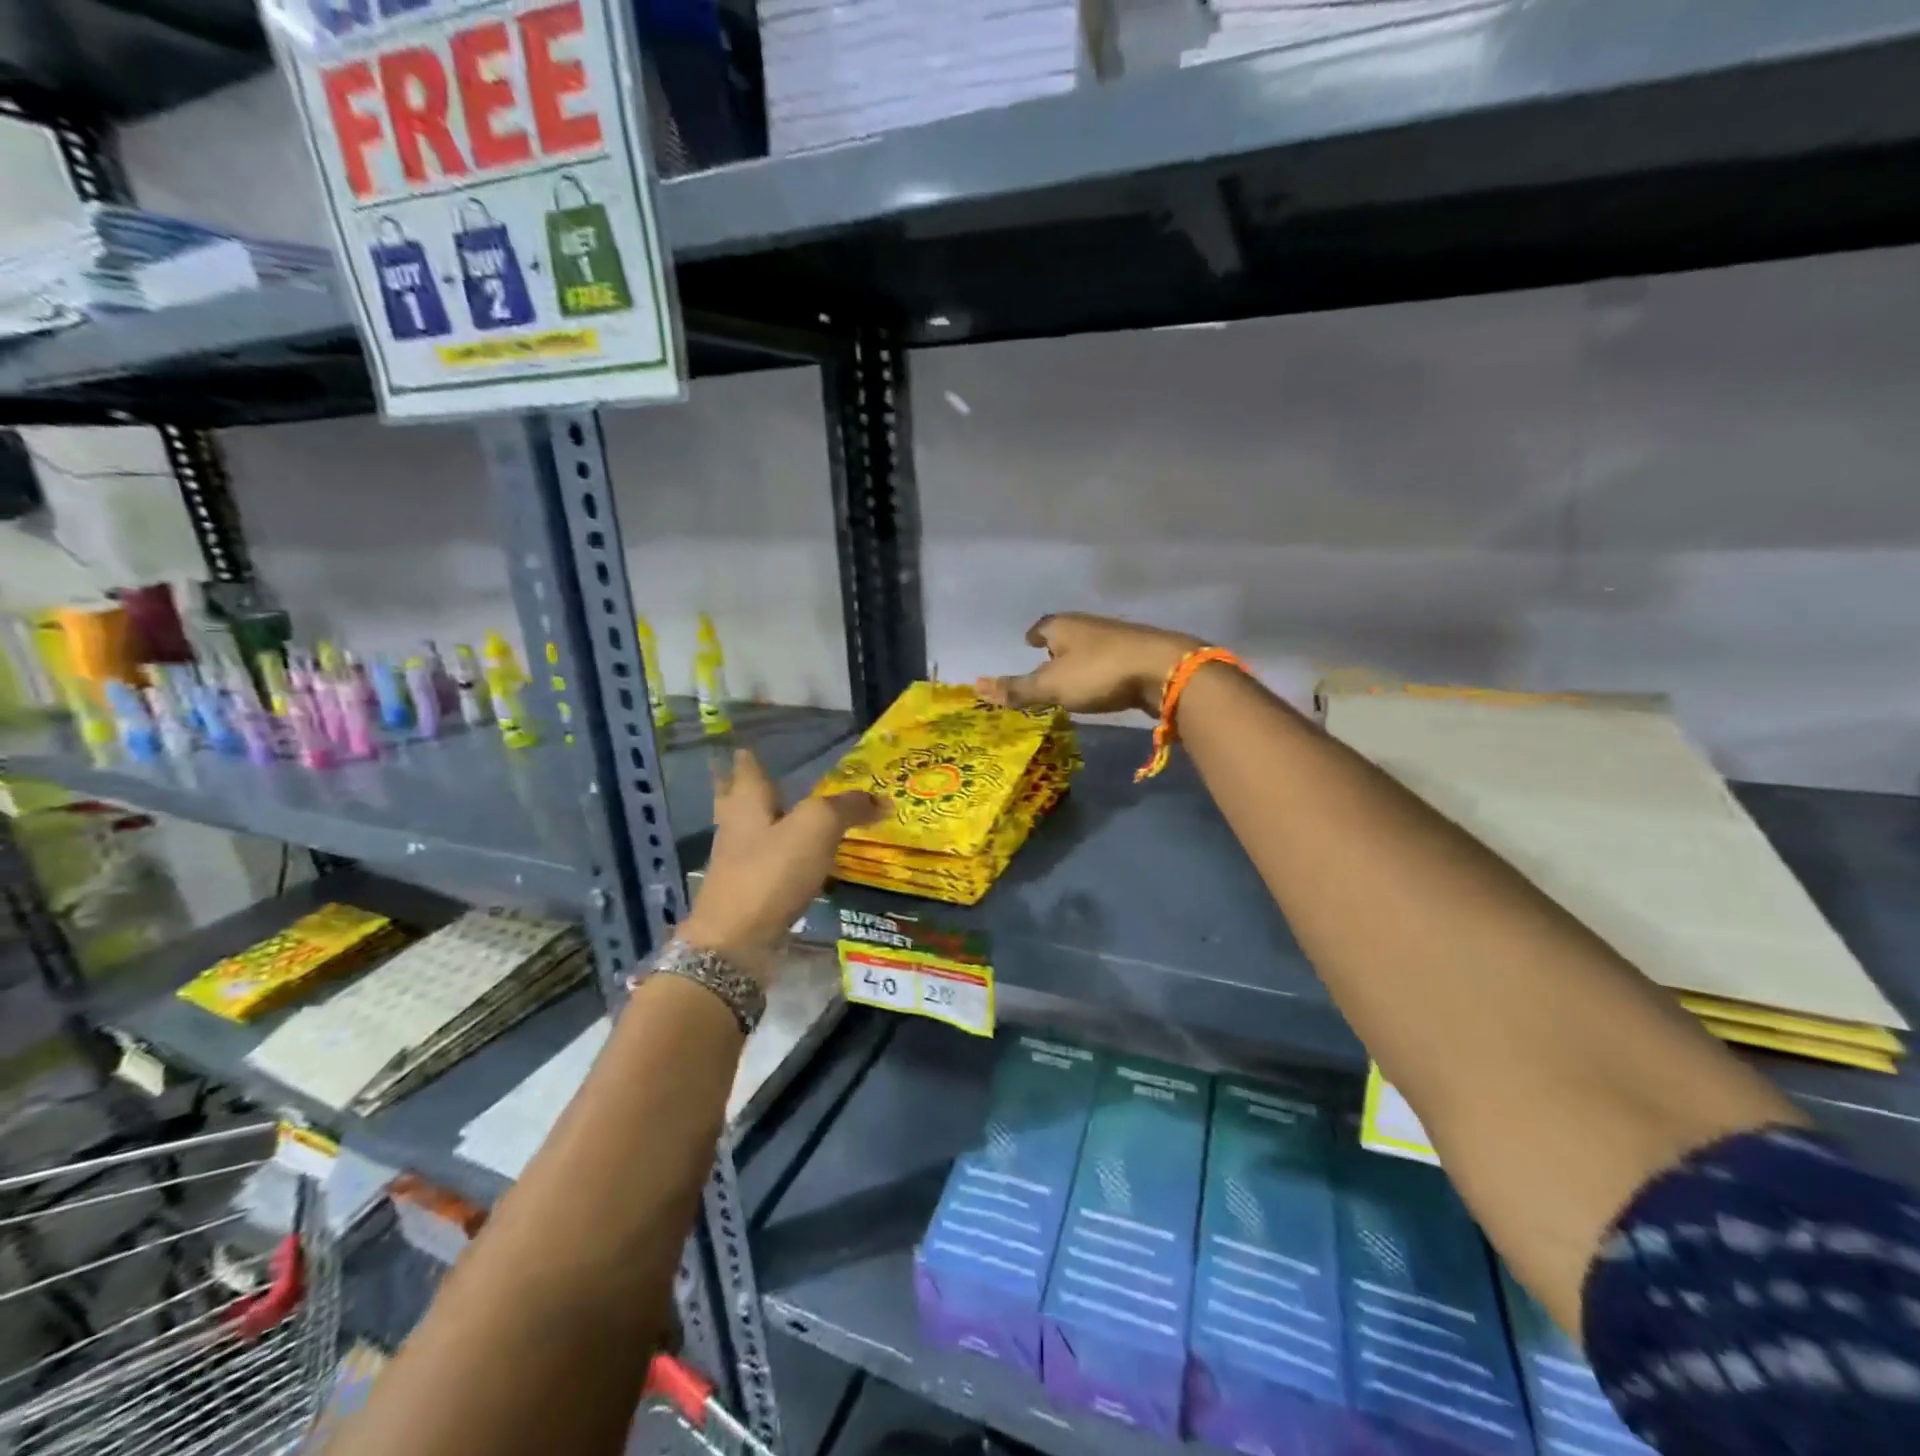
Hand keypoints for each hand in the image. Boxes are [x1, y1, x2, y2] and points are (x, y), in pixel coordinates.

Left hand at [679, 750, 881, 985]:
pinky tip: (792, 863)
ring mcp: (736, 864)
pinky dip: (775, 858)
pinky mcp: (746, 895)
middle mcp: (736, 828)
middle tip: (758, 778)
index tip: (748, 746)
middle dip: (743, 788)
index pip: (747, 770)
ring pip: (748, 833)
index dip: (749, 758)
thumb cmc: (771, 872)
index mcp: (747, 803)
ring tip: (784, 817)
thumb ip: (848, 808)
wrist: (735, 943)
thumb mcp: (818, 828)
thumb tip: (881, 799)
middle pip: (736, 800)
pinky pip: (762, 865)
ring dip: (762, 823)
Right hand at [976, 613, 1202, 716]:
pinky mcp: (1140, 655)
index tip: (1027, 641)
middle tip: (1045, 660)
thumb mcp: (1051, 686)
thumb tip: (976, 686)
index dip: (1033, 634)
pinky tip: (1102, 684)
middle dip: (1057, 645)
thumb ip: (1016, 689)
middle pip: (1068, 633)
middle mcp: (1090, 626)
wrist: (1164, 670)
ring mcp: (1118, 638)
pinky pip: (1112, 660)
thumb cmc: (1098, 673)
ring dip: (1080, 658)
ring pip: (1091, 646)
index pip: (1042, 626)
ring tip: (1071, 675)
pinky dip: (1102, 670)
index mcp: (1064, 626)